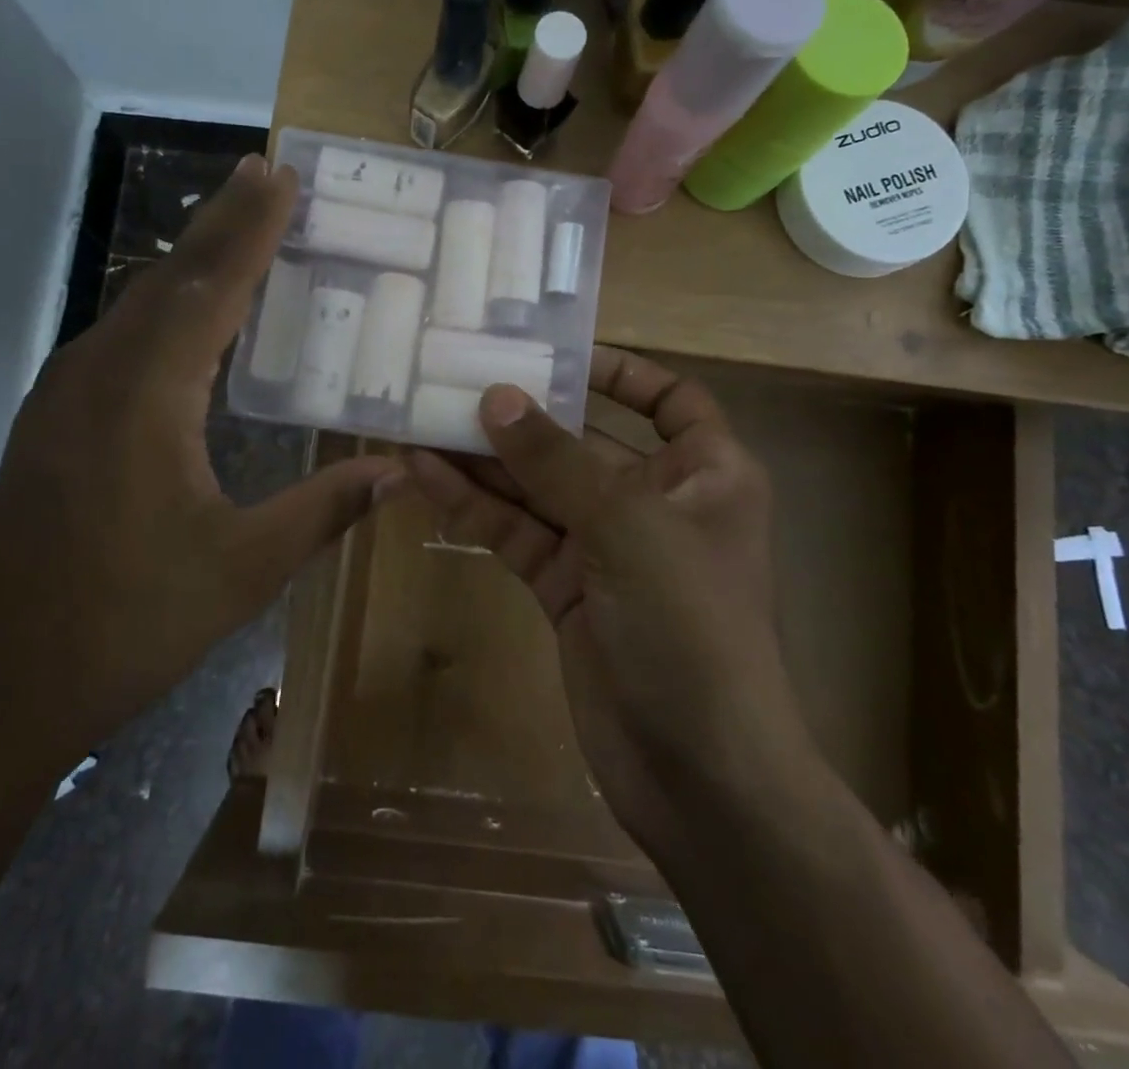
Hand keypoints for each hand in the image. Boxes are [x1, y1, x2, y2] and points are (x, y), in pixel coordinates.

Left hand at [0, 154, 402, 768]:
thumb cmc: (126, 622)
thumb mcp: (244, 569)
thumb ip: (323, 510)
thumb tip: (395, 472)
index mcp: (146, 395)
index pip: (210, 287)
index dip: (251, 228)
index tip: (282, 176)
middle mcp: (98, 376)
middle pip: (169, 278)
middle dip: (221, 222)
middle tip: (265, 174)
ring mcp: (65, 398)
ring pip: (138, 305)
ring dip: (190, 262)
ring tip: (236, 229)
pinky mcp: (54, 424)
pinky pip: (120, 339)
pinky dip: (164, 307)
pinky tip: (185, 320)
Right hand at [404, 349, 813, 855]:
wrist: (698, 776)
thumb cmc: (690, 627)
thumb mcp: (627, 526)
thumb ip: (557, 461)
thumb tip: (496, 397)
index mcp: (706, 473)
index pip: (670, 400)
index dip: (621, 372)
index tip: (556, 354)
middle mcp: (657, 502)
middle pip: (584, 441)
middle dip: (525, 416)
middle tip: (456, 381)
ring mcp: (607, 548)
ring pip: (539, 489)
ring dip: (486, 460)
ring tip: (422, 420)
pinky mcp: (566, 589)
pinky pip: (518, 533)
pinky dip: (477, 507)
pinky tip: (427, 475)